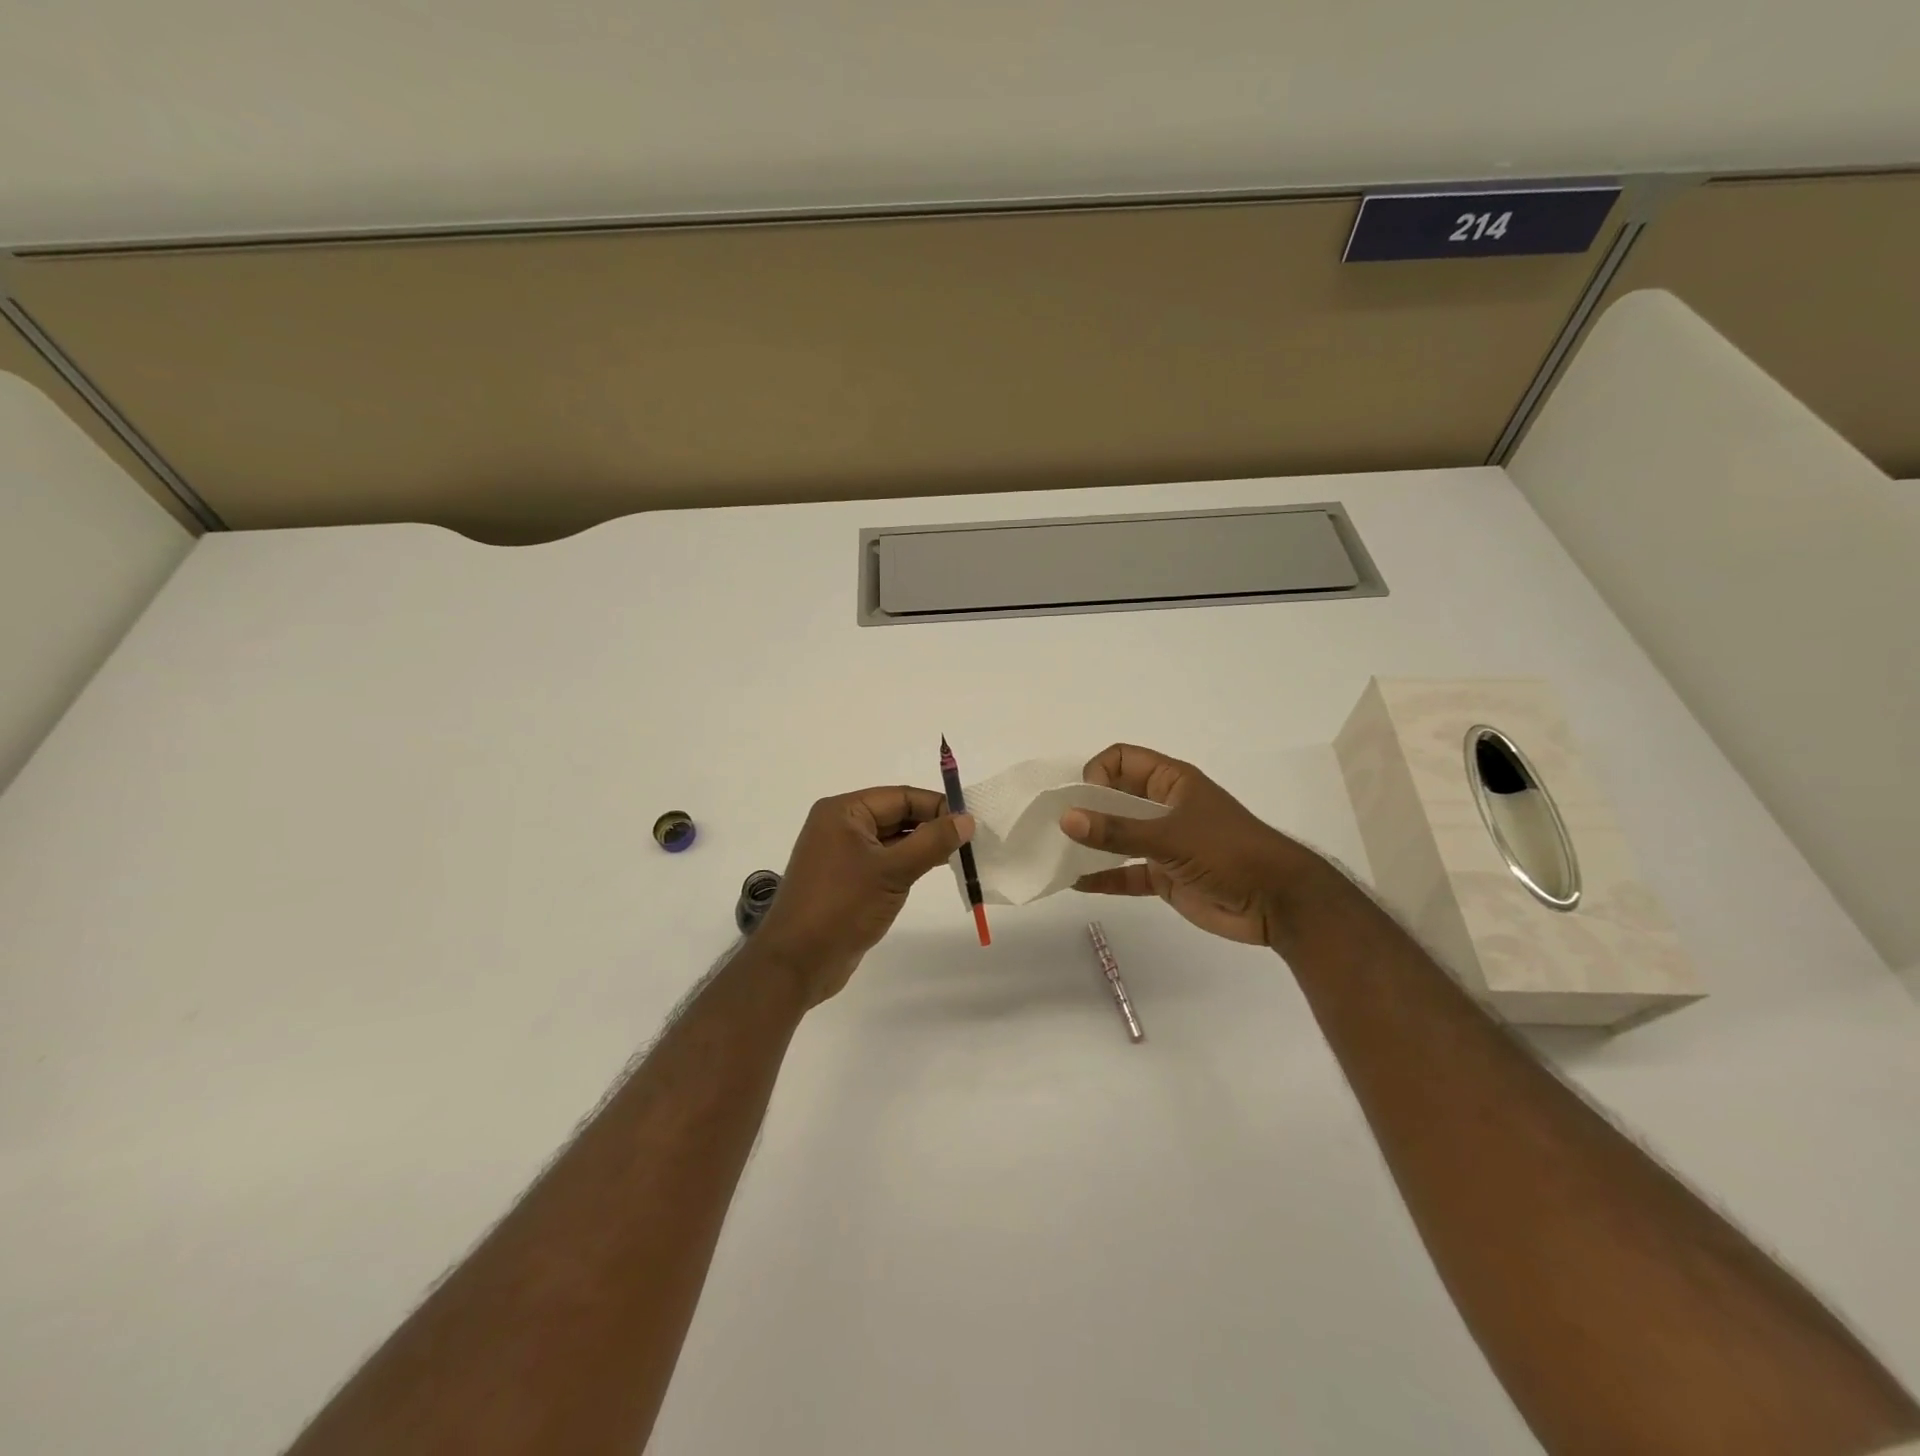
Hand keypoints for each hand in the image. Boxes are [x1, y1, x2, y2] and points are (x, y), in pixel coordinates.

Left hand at [752, 786, 973, 1006]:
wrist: (797, 963)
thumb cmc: (842, 907)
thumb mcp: (892, 871)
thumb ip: (932, 842)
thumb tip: (966, 819)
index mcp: (843, 812)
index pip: (900, 796)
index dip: (937, 806)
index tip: (972, 821)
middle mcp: (840, 826)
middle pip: (896, 815)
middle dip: (932, 825)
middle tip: (972, 840)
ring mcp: (842, 854)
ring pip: (892, 840)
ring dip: (923, 846)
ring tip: (961, 855)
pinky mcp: (847, 880)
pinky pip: (884, 861)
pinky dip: (908, 864)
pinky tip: (935, 870)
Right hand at [1061, 744, 1324, 946]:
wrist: (1278, 902)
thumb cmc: (1228, 853)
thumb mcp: (1171, 838)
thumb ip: (1118, 831)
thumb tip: (1067, 819)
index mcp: (1171, 781)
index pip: (1121, 760)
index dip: (1097, 772)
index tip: (1081, 799)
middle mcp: (1163, 806)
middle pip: (1114, 797)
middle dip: (1085, 808)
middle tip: (1054, 827)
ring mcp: (1164, 842)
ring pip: (1118, 836)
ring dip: (1091, 843)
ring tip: (1057, 854)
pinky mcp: (1165, 875)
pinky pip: (1127, 872)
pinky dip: (1104, 877)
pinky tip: (1076, 883)